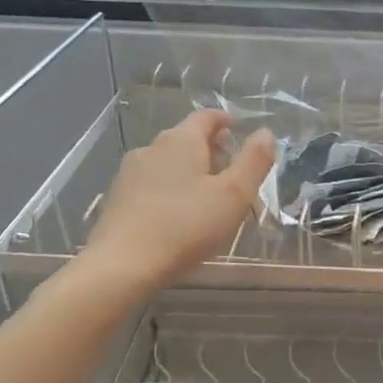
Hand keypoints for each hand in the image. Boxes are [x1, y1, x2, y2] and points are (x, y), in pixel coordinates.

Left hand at [76, 109, 276, 296]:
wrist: (122, 265)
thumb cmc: (186, 226)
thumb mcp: (234, 195)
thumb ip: (254, 161)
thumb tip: (266, 133)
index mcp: (182, 141)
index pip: (205, 116)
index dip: (223, 120)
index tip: (236, 129)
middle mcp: (152, 147)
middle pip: (185, 137)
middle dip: (208, 147)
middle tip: (228, 168)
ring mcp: (129, 172)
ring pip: (166, 161)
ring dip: (187, 169)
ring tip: (204, 194)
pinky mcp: (116, 197)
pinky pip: (150, 182)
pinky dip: (167, 188)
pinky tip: (175, 213)